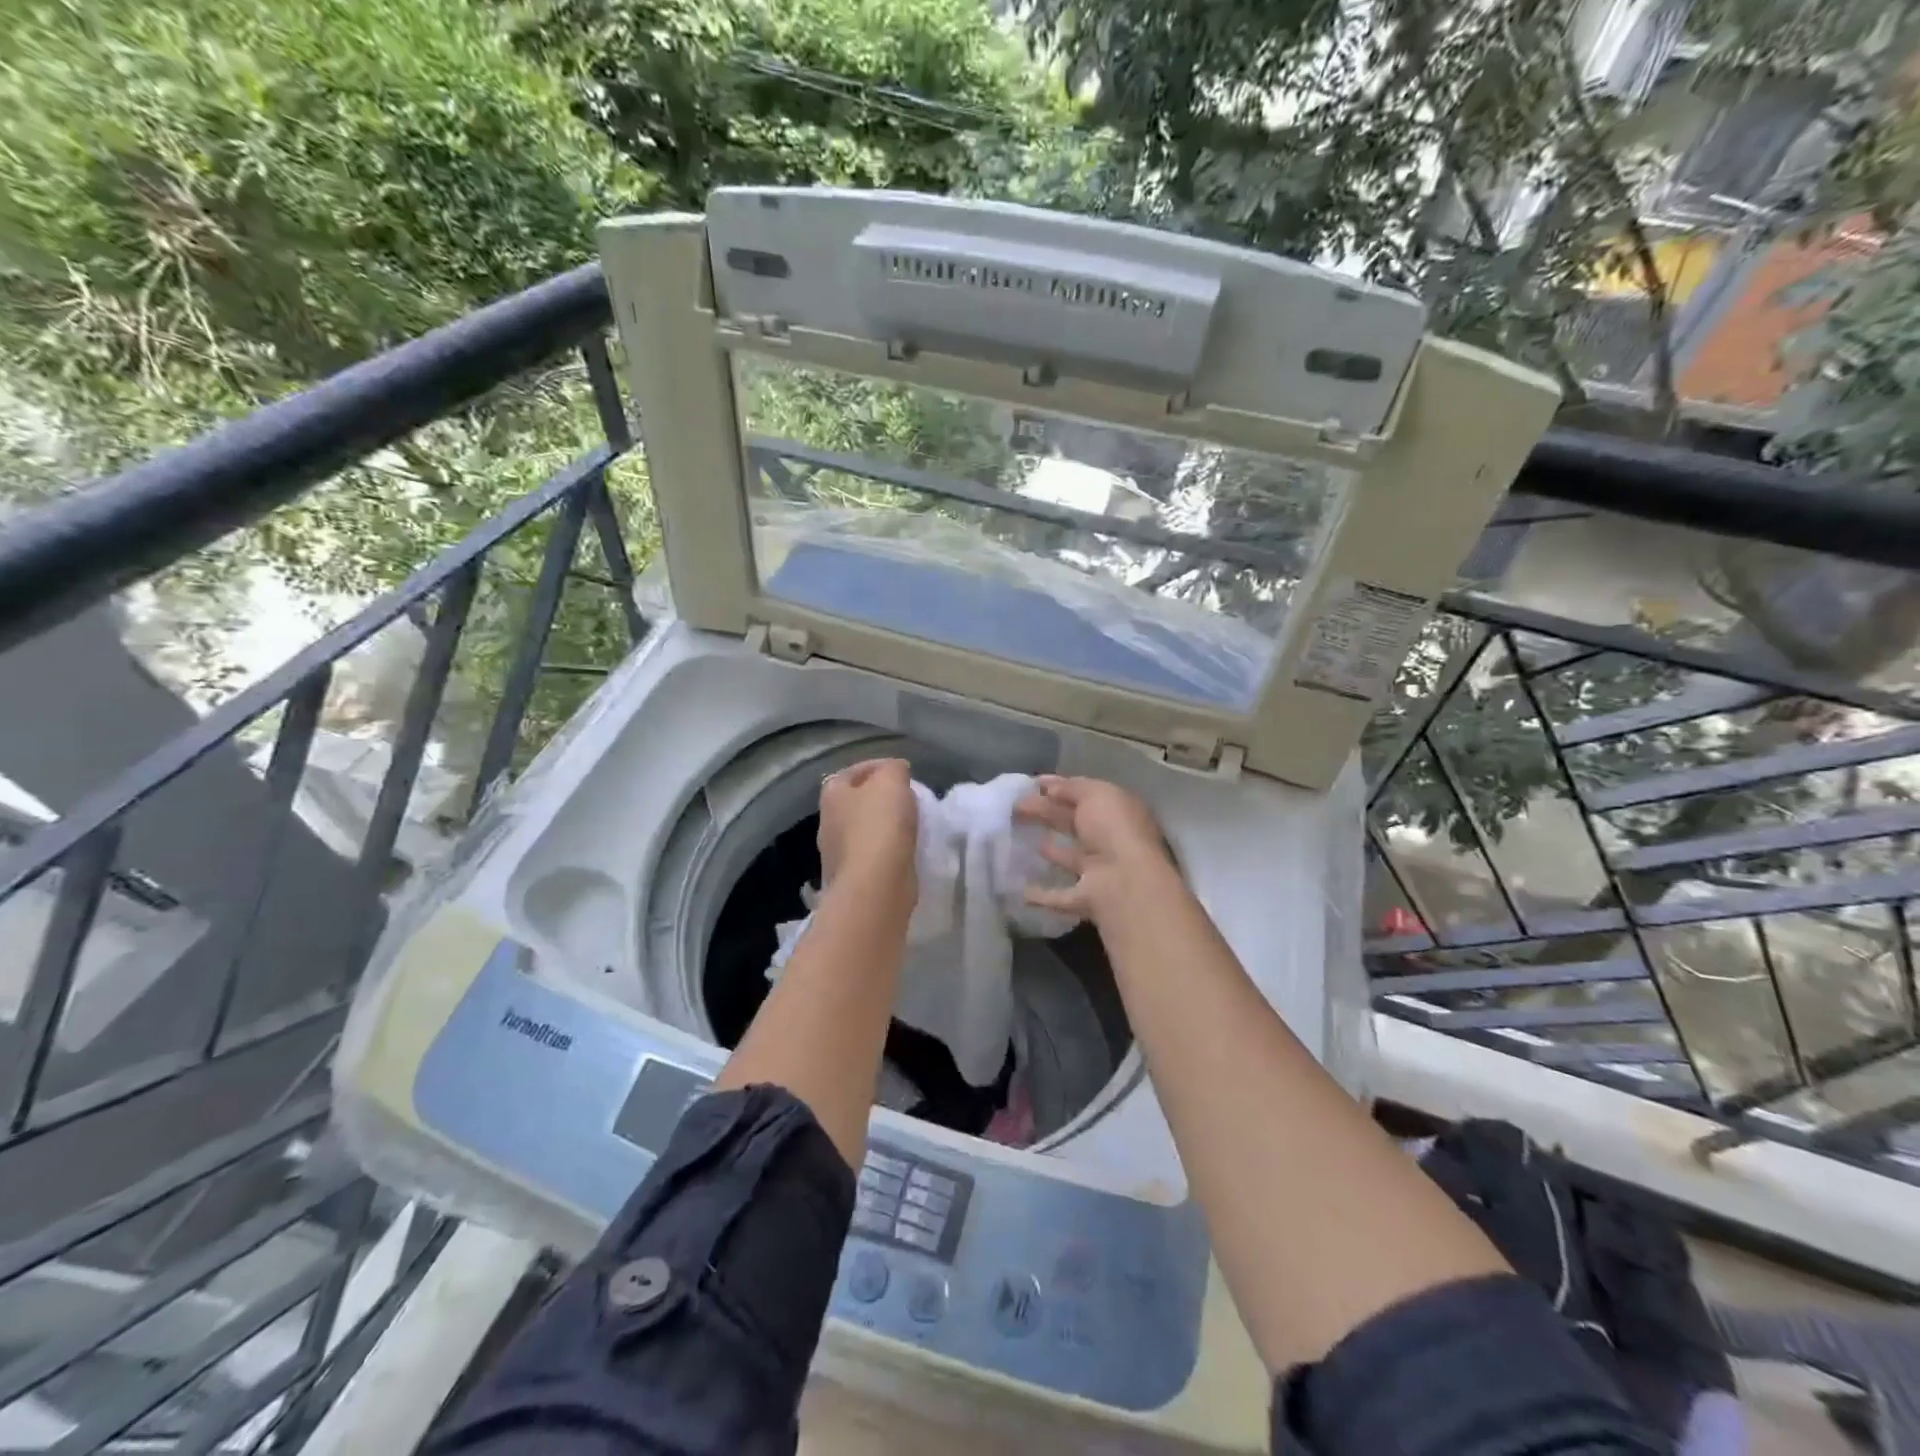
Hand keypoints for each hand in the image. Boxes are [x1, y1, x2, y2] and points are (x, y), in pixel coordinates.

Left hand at [818, 758, 918, 908]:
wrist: (876, 885)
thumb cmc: (880, 825)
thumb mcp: (892, 781)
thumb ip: (894, 769)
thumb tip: (895, 770)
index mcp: (832, 796)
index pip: (849, 772)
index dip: (874, 767)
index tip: (901, 771)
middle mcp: (827, 824)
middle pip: (854, 803)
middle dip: (877, 799)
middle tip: (906, 798)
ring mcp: (837, 855)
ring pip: (862, 831)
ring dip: (882, 827)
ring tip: (909, 824)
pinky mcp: (853, 880)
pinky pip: (871, 856)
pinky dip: (886, 851)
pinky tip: (905, 851)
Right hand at [1014, 776, 1175, 922]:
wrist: (1127, 884)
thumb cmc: (1114, 830)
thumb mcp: (1095, 794)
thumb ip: (1072, 788)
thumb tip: (1049, 787)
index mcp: (1117, 813)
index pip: (1086, 796)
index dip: (1060, 787)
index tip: (1031, 784)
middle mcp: (1110, 841)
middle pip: (1073, 824)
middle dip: (1045, 813)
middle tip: (1014, 806)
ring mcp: (1099, 872)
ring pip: (1068, 858)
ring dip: (1049, 850)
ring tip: (1017, 840)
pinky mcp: (1085, 900)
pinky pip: (1059, 896)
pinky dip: (1041, 895)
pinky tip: (1020, 891)